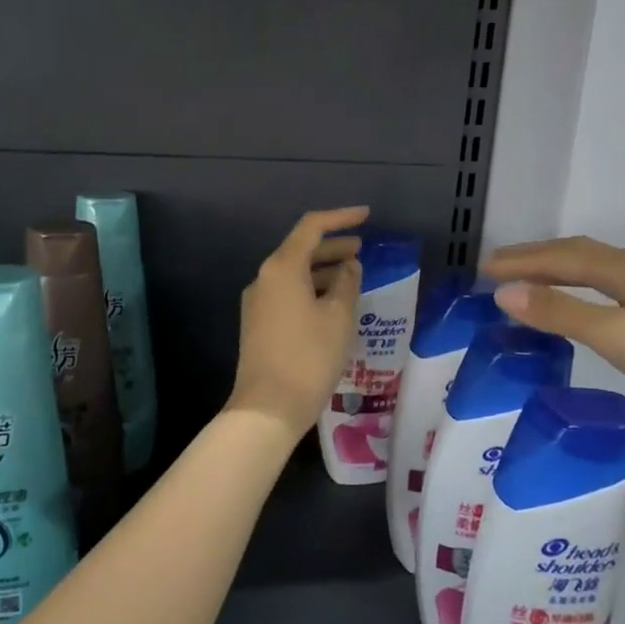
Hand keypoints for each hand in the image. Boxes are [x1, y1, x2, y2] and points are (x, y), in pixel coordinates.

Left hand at [226, 207, 367, 438]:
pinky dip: (311, 289)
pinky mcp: (258, 323)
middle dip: (332, 247)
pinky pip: (288, 293)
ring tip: (352, 278)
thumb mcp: (338, 317)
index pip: (311, 227)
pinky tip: (332, 304)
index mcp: (282, 267)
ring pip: (294, 274)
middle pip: (300, 249)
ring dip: (323, 270)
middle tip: (362, 251)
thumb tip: (349, 265)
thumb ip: (347, 283)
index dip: (340, 218)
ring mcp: (258, 302)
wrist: (267, 407)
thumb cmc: (308, 357)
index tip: (366, 216)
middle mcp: (264, 278)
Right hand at [482, 237, 624, 431]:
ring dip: (566, 270)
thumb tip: (504, 292)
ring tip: (540, 280)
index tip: (484, 269)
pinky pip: (620, 288)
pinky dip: (591, 288)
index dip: (522, 261)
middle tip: (502, 266)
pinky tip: (600, 306)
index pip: (562, 257)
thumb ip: (562, 314)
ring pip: (605, 270)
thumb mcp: (618, 336)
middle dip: (540, 258)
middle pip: (583, 254)